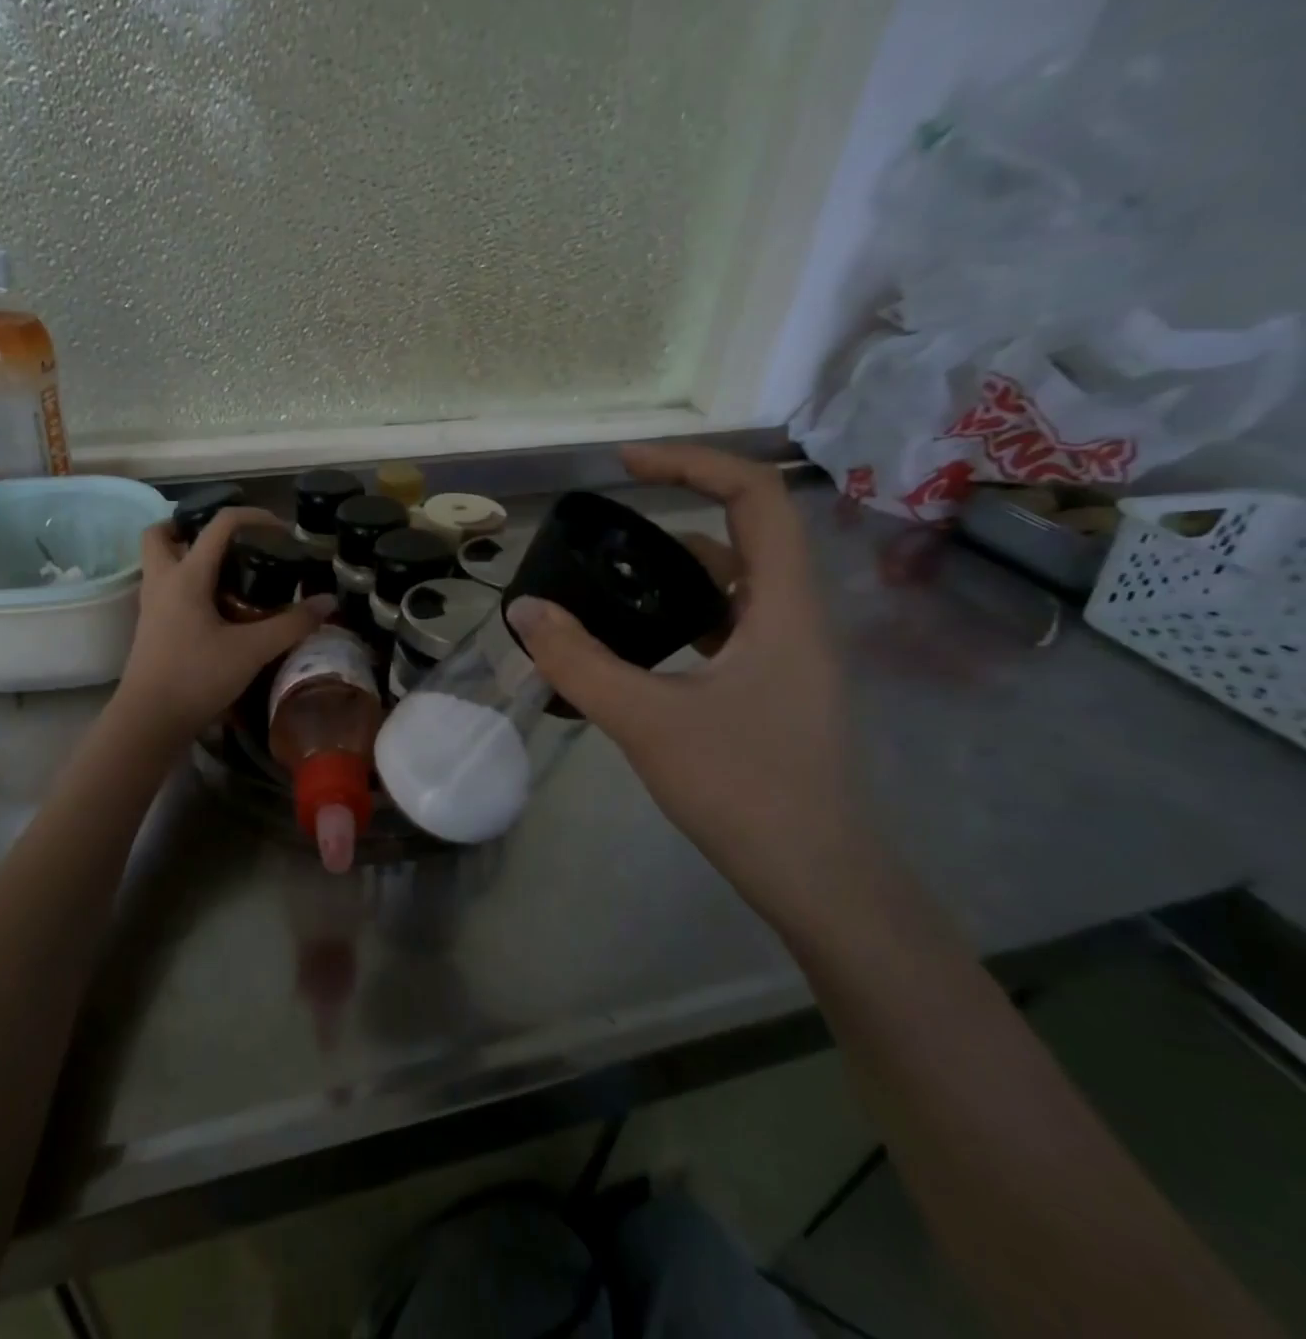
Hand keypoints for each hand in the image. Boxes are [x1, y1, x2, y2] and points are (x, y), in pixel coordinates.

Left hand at [114, 508, 333, 743]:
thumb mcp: (252, 651)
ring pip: (159, 562)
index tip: (282, 531)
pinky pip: (165, 589)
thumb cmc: (196, 677)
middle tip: (227, 542)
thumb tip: (328, 602)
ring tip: (225, 572)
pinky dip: (187, 585)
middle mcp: (162, 581)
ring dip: (185, 554)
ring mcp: (151, 605)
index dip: (254, 516)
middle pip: (162, 533)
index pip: (219, 524)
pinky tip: (215, 607)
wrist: (149, 721)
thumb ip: (291, 625)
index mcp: (186, 575)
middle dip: (190, 526)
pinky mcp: (151, 628)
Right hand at [506, 444, 873, 927]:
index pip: (754, 495)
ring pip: (731, 586)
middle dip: (672, 517)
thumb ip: (580, 662)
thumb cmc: (744, 789)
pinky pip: (725, 628)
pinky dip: (680, 618)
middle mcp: (794, 618)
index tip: (624, 466)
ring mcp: (787, 656)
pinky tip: (635, 646)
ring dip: (672, 574)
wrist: (818, 879)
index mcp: (782, 606)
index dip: (690, 464)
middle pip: (743, 534)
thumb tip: (525, 612)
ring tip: (606, 587)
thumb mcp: (648, 720)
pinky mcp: (773, 689)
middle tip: (603, 533)